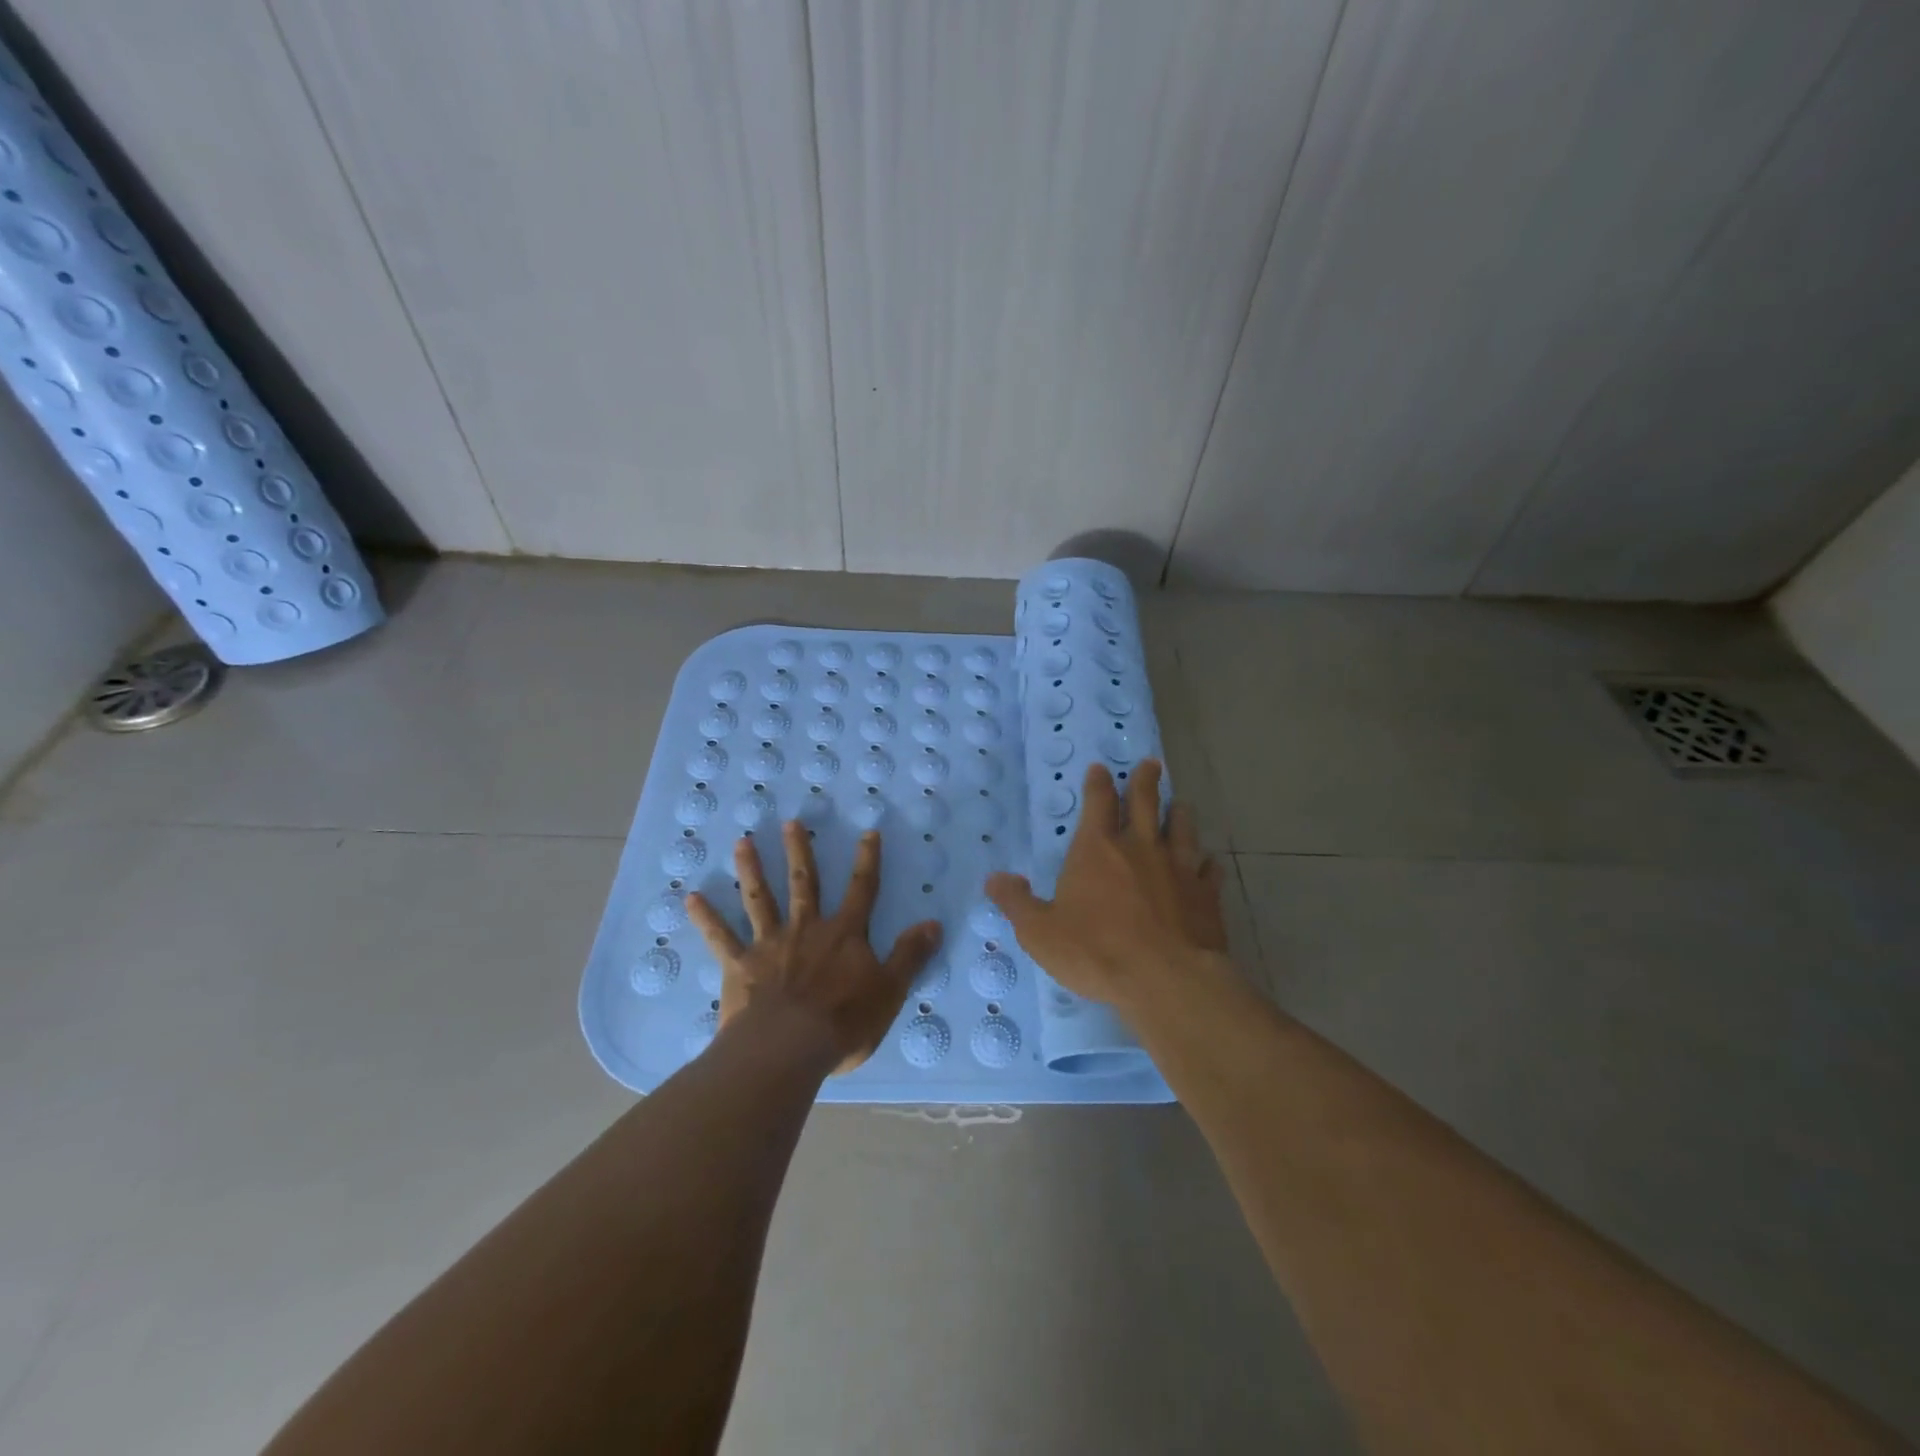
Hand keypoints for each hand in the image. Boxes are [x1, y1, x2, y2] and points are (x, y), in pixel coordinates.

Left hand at [686, 822, 941, 1074]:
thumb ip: (910, 955)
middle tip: (790, 821)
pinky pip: (720, 938)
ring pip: (760, 899)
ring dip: (752, 869)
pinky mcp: (739, 966)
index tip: (868, 832)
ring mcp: (769, 944)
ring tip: (742, 841)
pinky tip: (690, 897)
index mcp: (844, 934)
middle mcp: (806, 928)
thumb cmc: (843, 1022)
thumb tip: (934, 923)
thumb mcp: (890, 990)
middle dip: (799, 850)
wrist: (788, 1048)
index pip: (861, 889)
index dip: (867, 860)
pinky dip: (705, 918)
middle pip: (804, 882)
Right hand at [987, 760, 1226, 1011]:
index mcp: (1098, 850)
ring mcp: (1178, 868)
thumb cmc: (1096, 952)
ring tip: (1181, 804)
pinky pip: (1208, 869)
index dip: (1098, 783)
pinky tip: (1208, 862)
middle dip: (1146, 781)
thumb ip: (1017, 903)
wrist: (1166, 979)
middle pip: (1145, 802)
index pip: (1098, 803)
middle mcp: (1140, 847)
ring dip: (1180, 813)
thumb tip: (994, 879)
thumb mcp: (1040, 932)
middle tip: (1151, 764)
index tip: (1101, 768)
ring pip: (1182, 828)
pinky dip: (1207, 862)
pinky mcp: (1205, 894)